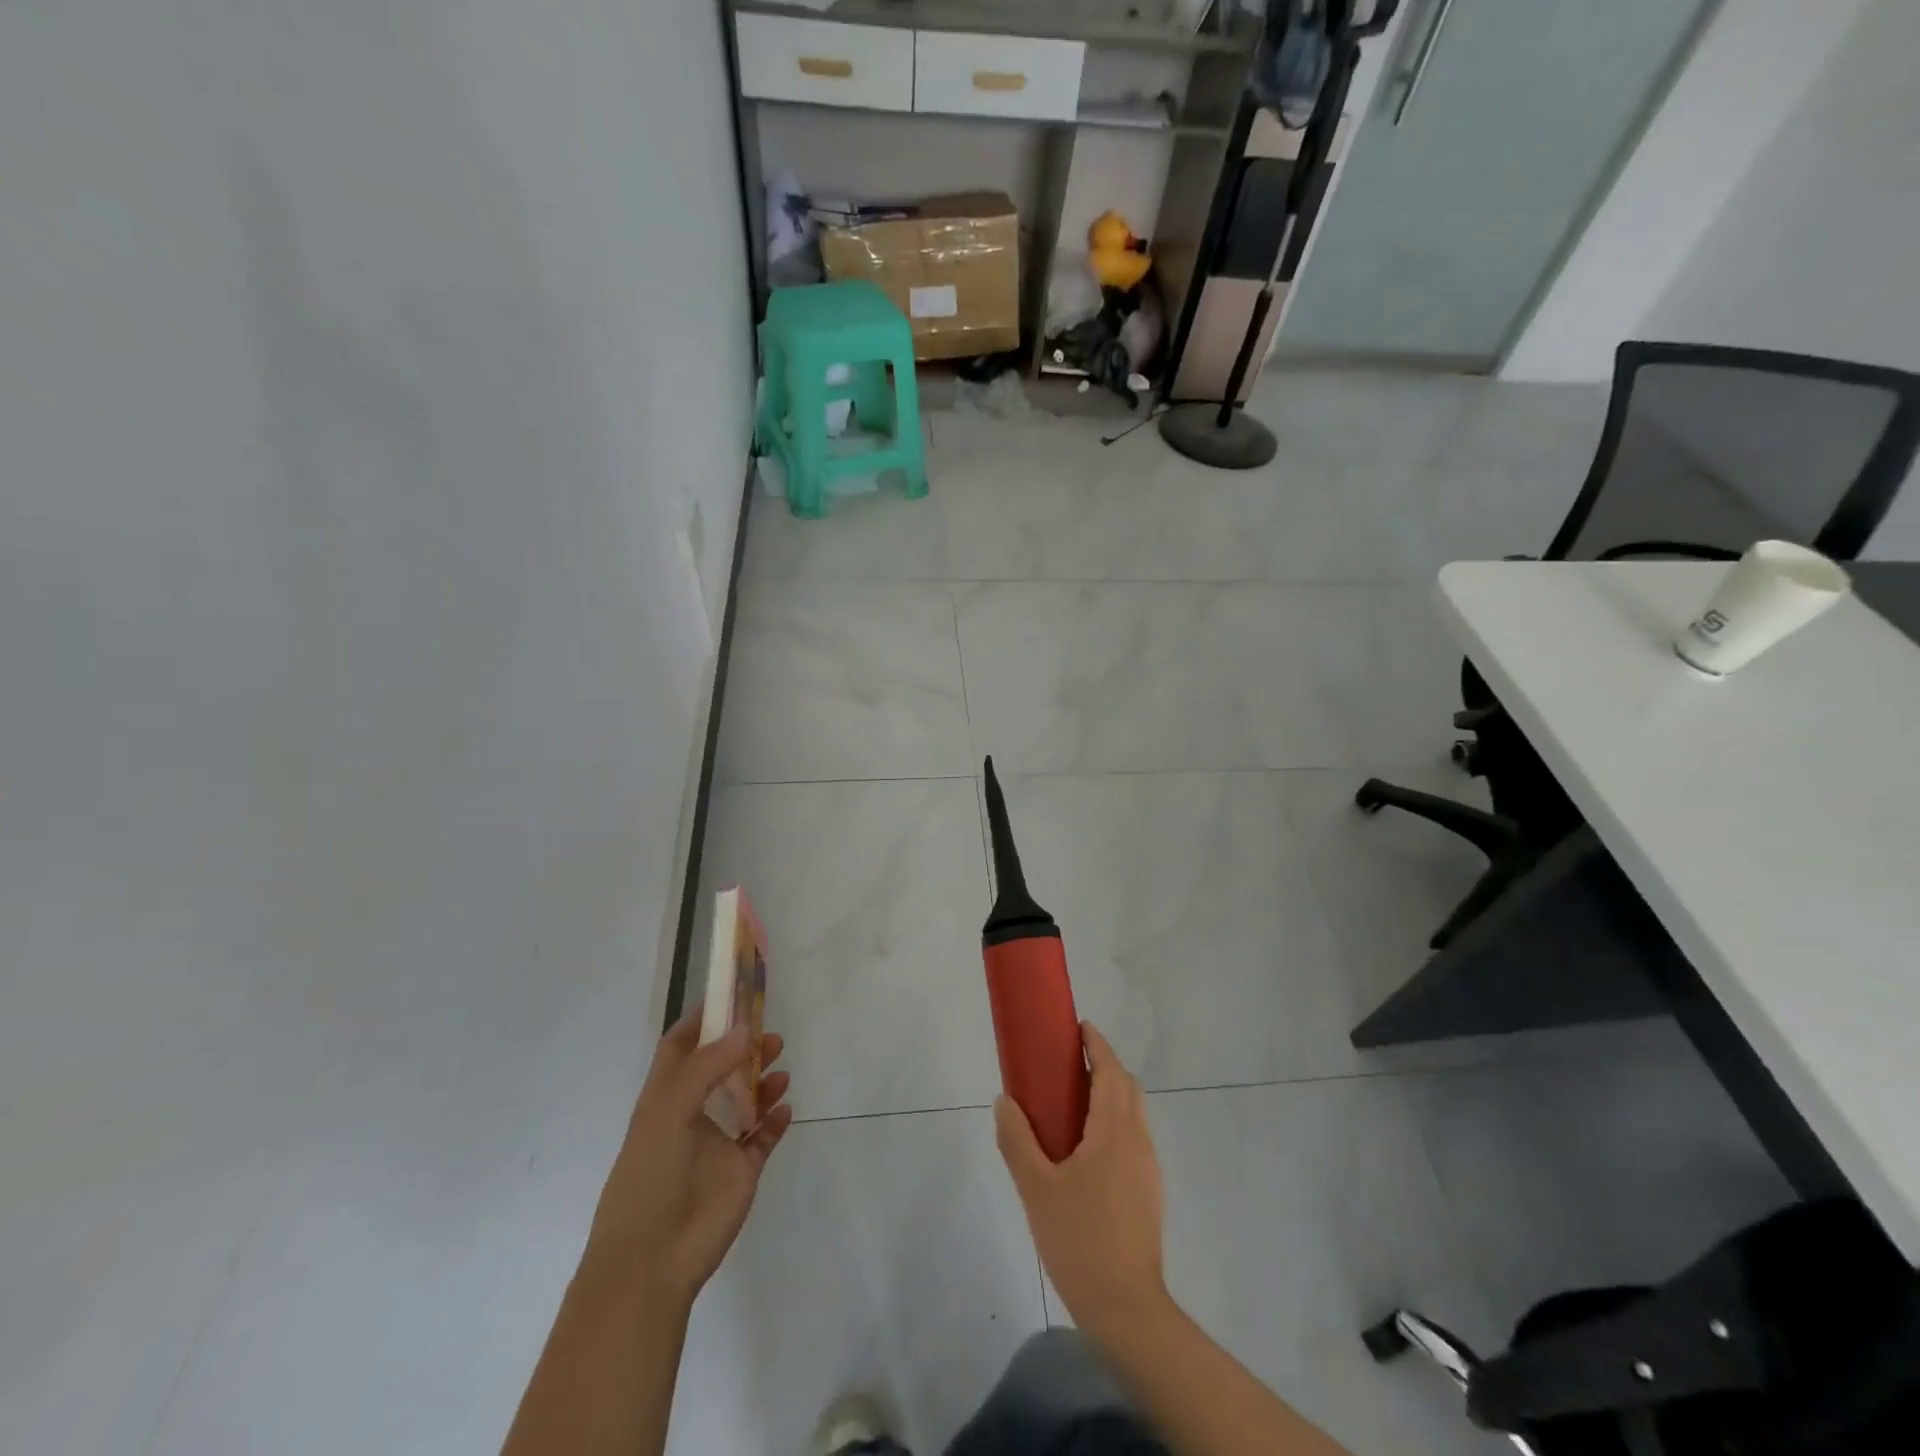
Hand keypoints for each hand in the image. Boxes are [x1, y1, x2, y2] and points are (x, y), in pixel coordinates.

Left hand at [584, 1010, 793, 1308]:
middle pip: (721, 1068)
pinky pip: (763, 1137)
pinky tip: (786, 1108)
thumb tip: (746, 1030)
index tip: (732, 995)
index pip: (681, 1047)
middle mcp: (692, 1116)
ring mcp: (717, 1145)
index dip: (703, 1020)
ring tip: (781, 1068)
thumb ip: (709, 1067)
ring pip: (746, 1099)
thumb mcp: (669, 1111)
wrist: (651, 1261)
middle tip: (770, 1033)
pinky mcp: (740, 1172)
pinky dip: (776, 1120)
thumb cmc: (649, 1177)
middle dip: (744, 1047)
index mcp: (664, 1099)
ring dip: (763, 1080)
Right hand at [995, 1023, 1170, 1339]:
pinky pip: (1132, 1138)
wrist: (1126, 1309)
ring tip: (1072, 1102)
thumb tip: (1005, 1100)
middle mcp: (1137, 1141)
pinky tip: (1085, 1149)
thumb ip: (1017, 1140)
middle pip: (1127, 1087)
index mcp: (1113, 1132)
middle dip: (1104, 1066)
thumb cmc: (1079, 1240)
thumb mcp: (1035, 1189)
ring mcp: (1147, 1168)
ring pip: (1132, 1113)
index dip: (1098, 1045)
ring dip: (1109, 1094)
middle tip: (1069, 1062)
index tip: (1079, 1027)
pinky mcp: (1148, 1191)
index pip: (1112, 1072)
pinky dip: (1113, 1121)